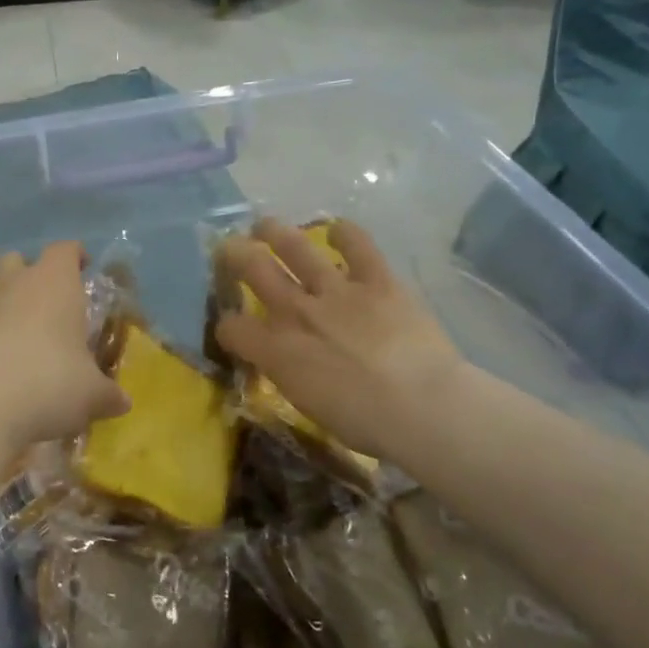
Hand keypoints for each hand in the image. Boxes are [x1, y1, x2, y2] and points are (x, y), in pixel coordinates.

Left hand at [0, 242, 130, 458]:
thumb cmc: (49, 385)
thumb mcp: (91, 395)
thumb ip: (109, 394)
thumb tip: (122, 401)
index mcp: (54, 283)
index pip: (65, 250)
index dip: (76, 256)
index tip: (85, 269)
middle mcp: (15, 284)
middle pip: (20, 262)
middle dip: (34, 277)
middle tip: (53, 307)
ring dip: (9, 308)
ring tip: (26, 344)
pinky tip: (0, 368)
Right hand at [213, 218, 466, 464]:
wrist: (421, 406)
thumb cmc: (364, 423)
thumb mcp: (307, 405)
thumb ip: (289, 375)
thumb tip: (285, 363)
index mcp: (276, 351)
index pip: (232, 328)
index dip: (227, 327)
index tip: (233, 330)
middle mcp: (297, 311)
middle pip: (253, 269)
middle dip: (234, 254)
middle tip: (229, 247)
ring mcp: (336, 291)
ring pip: (295, 247)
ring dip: (275, 232)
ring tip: (265, 225)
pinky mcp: (377, 280)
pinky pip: (358, 245)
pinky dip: (346, 233)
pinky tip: (338, 229)